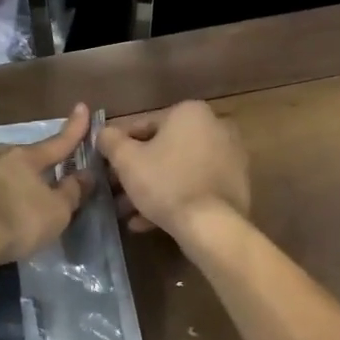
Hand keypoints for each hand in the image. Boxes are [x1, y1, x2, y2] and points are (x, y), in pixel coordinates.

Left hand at [0, 105, 92, 265]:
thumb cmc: (15, 222)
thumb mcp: (55, 212)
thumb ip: (72, 192)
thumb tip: (86, 174)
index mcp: (26, 157)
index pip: (57, 142)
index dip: (74, 128)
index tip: (82, 106)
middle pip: (22, 156)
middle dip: (34, 165)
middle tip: (41, 181)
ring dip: (6, 181)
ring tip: (11, 202)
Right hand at [99, 101, 249, 240]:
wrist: (211, 226)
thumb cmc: (166, 183)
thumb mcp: (127, 160)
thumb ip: (110, 141)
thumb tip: (103, 132)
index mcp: (190, 112)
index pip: (143, 126)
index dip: (120, 147)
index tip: (107, 167)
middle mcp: (215, 126)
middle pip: (163, 149)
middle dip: (138, 172)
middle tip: (116, 192)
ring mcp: (230, 156)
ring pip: (179, 170)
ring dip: (153, 188)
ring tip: (129, 212)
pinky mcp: (235, 184)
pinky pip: (196, 185)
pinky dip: (175, 197)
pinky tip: (150, 221)